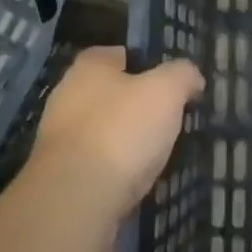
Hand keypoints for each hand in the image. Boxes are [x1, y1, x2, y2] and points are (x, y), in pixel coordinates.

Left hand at [30, 47, 203, 217]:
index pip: (119, 54)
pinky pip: (97, 165)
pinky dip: (116, 171)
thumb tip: (192, 76)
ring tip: (158, 155)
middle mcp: (67, 95)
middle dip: (136, 106)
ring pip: (103, 131)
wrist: (76, 198)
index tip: (170, 83)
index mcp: (89, 67)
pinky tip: (137, 182)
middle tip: (168, 120)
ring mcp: (60, 138)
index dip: (146, 64)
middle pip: (110, 94)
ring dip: (126, 141)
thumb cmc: (122, 130)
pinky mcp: (61, 175)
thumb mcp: (166, 91)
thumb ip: (182, 75)